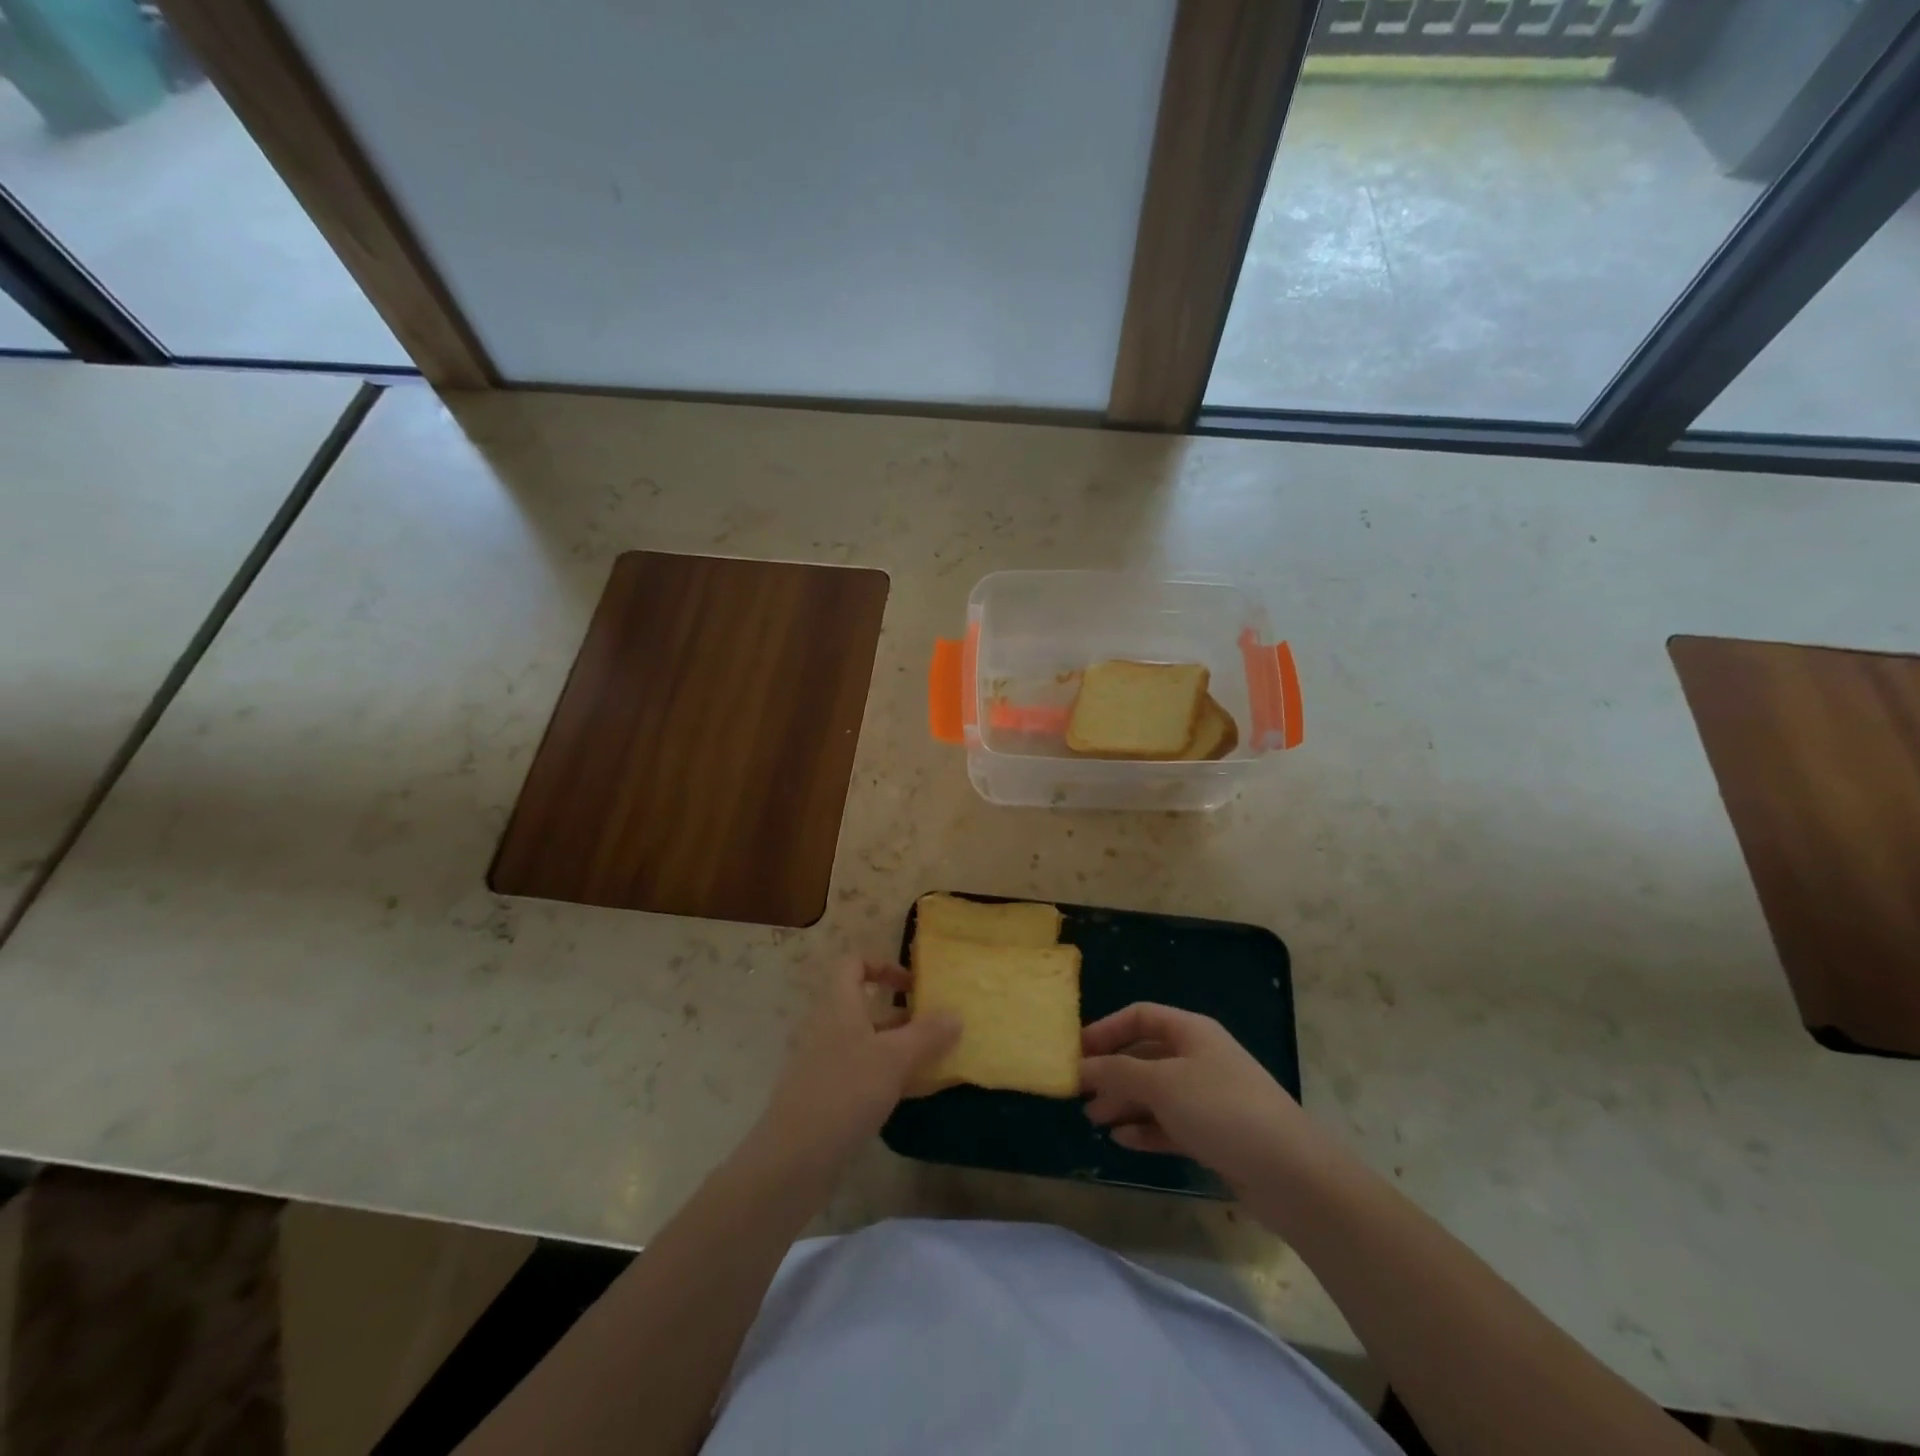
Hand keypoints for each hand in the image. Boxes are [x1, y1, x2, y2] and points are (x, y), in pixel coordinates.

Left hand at [750, 959, 959, 1174]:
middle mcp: (827, 1027)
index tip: (913, 987)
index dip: (883, 966)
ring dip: (896, 1048)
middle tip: (933, 1029)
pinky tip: (909, 1096)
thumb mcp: (895, 1058)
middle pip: (863, 1006)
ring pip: (865, 1043)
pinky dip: (885, 1077)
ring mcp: (823, 1063)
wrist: (794, 1159)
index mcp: (838, 1005)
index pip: (854, 964)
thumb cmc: (845, 1091)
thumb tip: (956, 1015)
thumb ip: (928, 1035)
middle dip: (900, 1015)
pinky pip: (860, 1074)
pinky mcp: (825, 1096)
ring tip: (931, 1063)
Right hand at [1081, 1002, 1317, 1192]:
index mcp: (1191, 1032)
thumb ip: (1116, 1072)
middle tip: (1079, 1094)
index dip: (1106, 1030)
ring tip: (1094, 1120)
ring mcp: (1208, 1097)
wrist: (1292, 1174)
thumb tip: (1080, 1067)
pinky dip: (1145, 1129)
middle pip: (1144, 1055)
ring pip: (1155, 1092)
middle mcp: (1199, 1058)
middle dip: (1111, 1072)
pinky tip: (1122, 1141)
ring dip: (1123, 1103)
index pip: (1139, 1017)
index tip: (1076, 1053)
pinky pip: (1169, 1124)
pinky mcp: (1214, 1134)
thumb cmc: (1222, 1110)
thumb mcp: (1162, 1083)